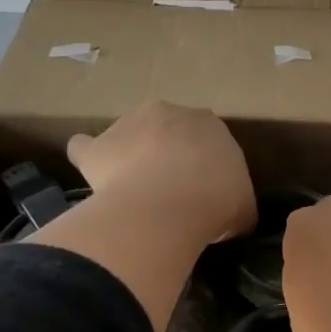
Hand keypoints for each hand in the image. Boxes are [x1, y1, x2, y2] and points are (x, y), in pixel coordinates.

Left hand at [65, 102, 255, 245]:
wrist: (168, 207)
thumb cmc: (216, 202)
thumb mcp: (243, 210)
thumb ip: (237, 205)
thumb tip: (232, 218)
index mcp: (210, 124)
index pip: (208, 140)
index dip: (205, 166)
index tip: (205, 190)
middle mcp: (169, 113)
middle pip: (167, 131)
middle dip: (169, 154)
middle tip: (173, 191)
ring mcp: (128, 125)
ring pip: (130, 137)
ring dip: (132, 156)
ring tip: (136, 192)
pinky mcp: (97, 146)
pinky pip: (86, 149)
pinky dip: (90, 160)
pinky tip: (94, 178)